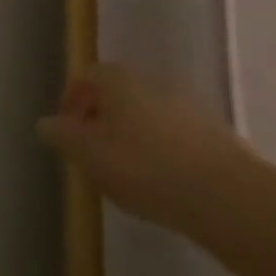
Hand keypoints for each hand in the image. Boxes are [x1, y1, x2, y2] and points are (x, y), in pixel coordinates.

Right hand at [37, 63, 259, 234]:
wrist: (230, 197)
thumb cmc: (144, 167)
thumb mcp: (87, 154)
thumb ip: (61, 136)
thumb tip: (46, 124)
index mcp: (117, 79)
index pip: (85, 78)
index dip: (71, 103)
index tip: (68, 135)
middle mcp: (152, 81)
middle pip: (118, 96)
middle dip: (103, 122)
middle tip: (95, 156)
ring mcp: (189, 107)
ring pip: (149, 117)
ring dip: (136, 139)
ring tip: (131, 176)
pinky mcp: (218, 136)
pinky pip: (178, 139)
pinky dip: (166, 155)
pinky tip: (166, 185)